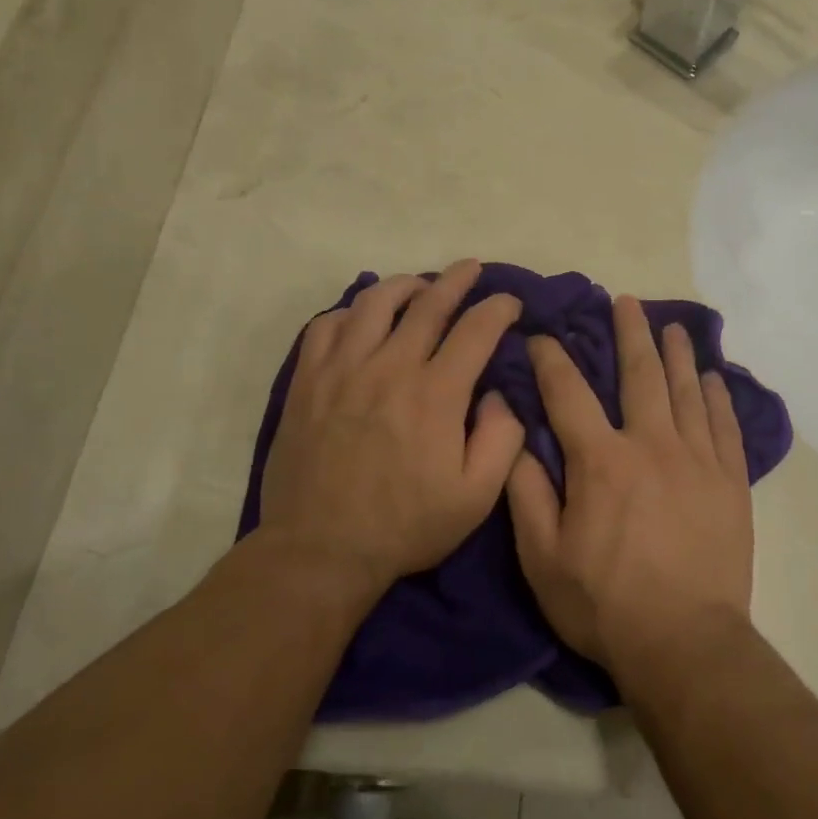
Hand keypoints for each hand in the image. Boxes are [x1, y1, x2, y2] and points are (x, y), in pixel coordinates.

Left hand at [257, 260, 525, 589]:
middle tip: (471, 268)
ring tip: (418, 287)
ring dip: (404, 286)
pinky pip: (326, 325)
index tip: (509, 303)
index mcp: (436, 394)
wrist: (320, 549)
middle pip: (428, 303)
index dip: (498, 308)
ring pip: (374, 302)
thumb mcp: (476, 497)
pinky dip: (349, 312)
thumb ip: (502, 438)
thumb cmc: (406, 525)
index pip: (476, 329)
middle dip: (456, 279)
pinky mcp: (307, 381)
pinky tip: (361, 320)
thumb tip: (499, 394)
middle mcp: (390, 367)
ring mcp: (342, 369)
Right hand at [506, 295, 752, 669]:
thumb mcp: (543, 557)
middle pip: (640, 374)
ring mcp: (698, 460)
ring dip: (677, 354)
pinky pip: (725, 426)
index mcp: (601, 460)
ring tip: (673, 326)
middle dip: (630, 333)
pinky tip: (714, 378)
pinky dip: (718, 398)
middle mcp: (652, 445)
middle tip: (626, 301)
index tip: (542, 335)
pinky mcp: (731, 483)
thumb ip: (527, 492)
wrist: (685, 646)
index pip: (569, 392)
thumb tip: (514, 436)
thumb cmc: (604, 604)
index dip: (551, 358)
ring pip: (687, 391)